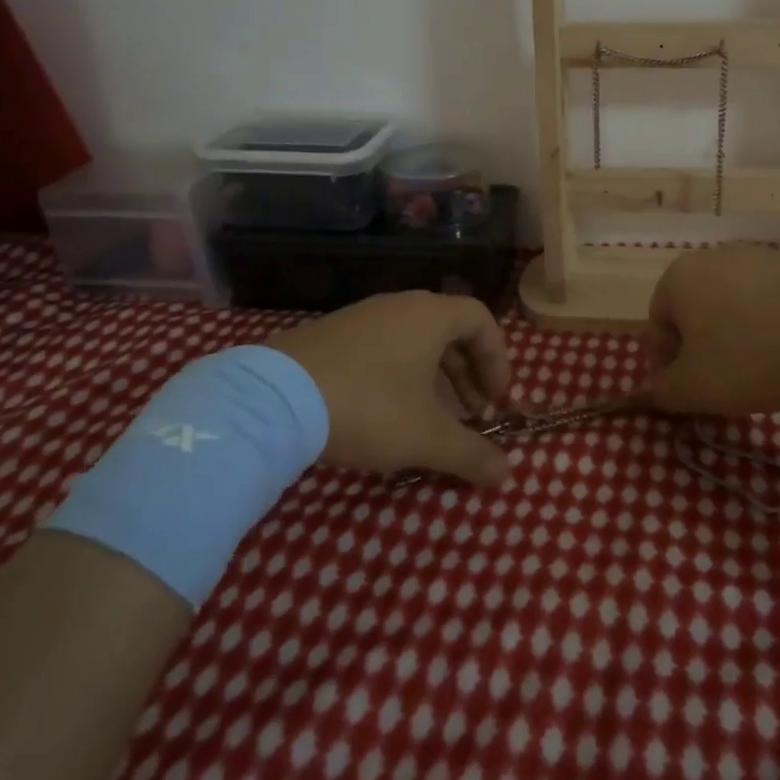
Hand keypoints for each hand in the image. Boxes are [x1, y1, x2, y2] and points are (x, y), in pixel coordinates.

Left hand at [270, 292, 512, 486]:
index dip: (498, 359)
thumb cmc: (368, 407)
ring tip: (431, 417)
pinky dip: (400, 373)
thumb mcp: (425, 437)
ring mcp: (361, 316)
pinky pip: (382, 346)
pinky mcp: (330, 334)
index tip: (497, 400)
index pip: (482, 320)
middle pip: (449, 330)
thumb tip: (506, 474)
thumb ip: (470, 454)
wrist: (273, 401)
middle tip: (471, 413)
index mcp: (430, 315)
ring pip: (414, 340)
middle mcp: (399, 305)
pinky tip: (386, 412)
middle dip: (467, 373)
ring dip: (434, 376)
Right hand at [646, 248, 779, 415]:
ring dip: (740, 336)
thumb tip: (658, 389)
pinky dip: (775, 325)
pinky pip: (773, 300)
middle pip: (697, 310)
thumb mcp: (693, 389)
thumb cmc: (749, 357)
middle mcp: (713, 256)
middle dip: (705, 348)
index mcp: (678, 278)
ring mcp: (759, 255)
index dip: (669, 363)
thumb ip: (664, 391)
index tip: (691, 391)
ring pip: (735, 304)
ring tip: (764, 371)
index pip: (658, 324)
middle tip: (725, 384)